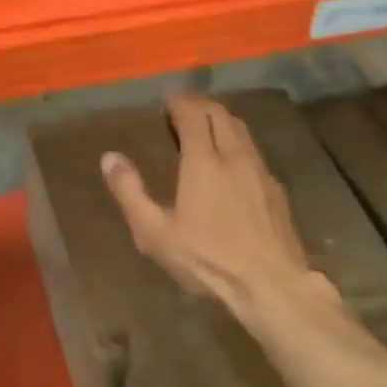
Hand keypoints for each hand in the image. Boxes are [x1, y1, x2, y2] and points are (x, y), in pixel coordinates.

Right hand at [101, 95, 337, 325]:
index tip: (167, 102)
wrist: (270, 284)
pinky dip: (238, 142)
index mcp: (203, 161)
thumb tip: (109, 157)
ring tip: (206, 128)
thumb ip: (130, 192)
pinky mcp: (276, 189)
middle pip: (220, 114)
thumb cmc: (206, 259)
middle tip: (182, 110)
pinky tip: (232, 162)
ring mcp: (260, 171)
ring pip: (241, 130)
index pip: (193, 114)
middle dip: (200, 105)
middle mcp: (235, 156)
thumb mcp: (154, 232)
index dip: (180, 103)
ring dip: (221, 120)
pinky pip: (254, 151)